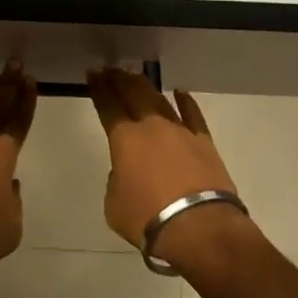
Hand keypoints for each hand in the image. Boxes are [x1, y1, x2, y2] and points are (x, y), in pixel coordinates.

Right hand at [86, 68, 249, 266]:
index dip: (99, 88)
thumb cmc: (148, 219)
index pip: (108, 105)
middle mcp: (151, 126)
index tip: (93, 73)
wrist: (200, 228)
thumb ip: (116, 181)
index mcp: (125, 139)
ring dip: (146, 86)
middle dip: (120, 79)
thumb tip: (127, 172)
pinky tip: (180, 93)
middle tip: (112, 69)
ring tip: (136, 76)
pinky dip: (186, 102)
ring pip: (159, 100)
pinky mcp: (204, 142)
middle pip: (133, 94)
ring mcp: (180, 131)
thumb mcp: (114, 205)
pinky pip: (193, 115)